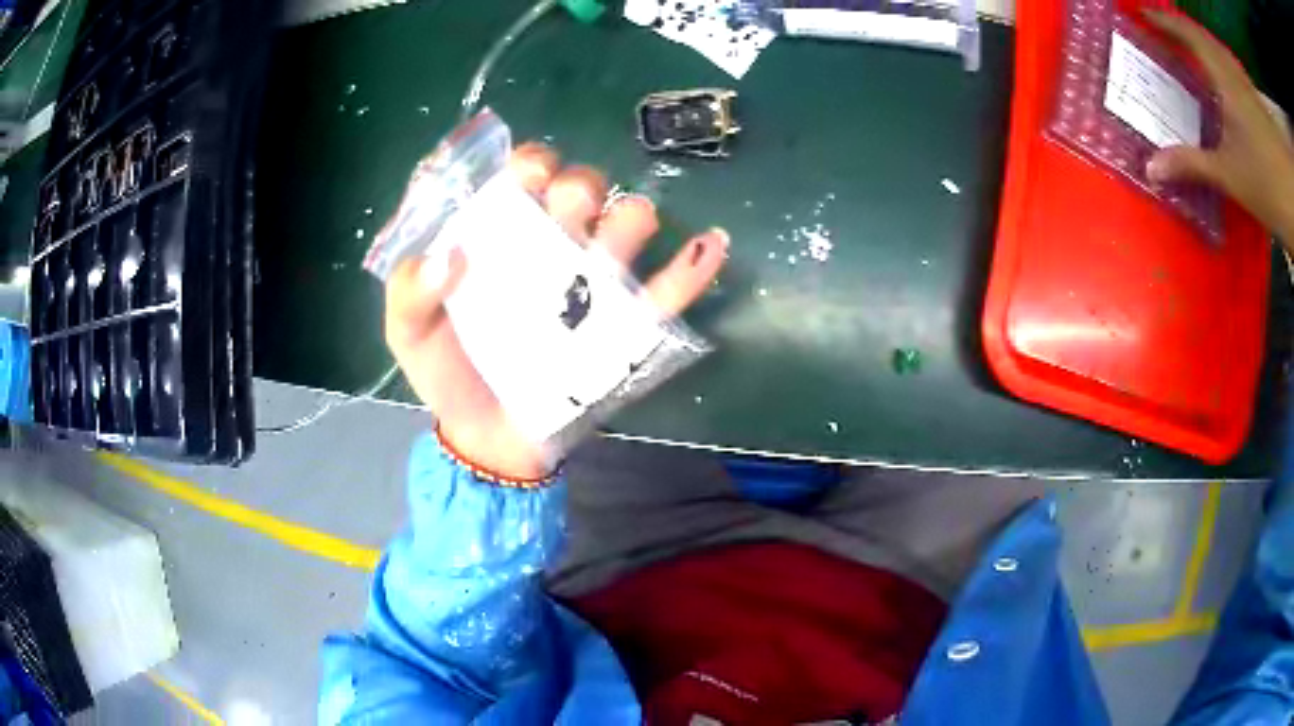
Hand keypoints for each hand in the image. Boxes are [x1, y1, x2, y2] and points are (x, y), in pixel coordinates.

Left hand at [383, 144, 729, 479]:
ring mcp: (594, 287)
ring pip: (629, 227)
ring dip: (631, 219)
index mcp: (503, 237)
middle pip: (585, 190)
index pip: (527, 176)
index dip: (533, 164)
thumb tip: (450, 255)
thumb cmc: (450, 375)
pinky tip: (712, 244)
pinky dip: (694, 268)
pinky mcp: (625, 329)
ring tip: (615, 243)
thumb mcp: (409, 333)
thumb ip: (412, 293)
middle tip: (565, 218)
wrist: (487, 441)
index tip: (528, 181)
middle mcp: (554, 248)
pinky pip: (668, 294)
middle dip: (581, 188)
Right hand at [1144, 10, 1293, 241]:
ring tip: (1205, 53)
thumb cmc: (1269, 189)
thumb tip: (1150, 168)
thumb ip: (1193, 164)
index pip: (1189, 33)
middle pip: (1207, 37)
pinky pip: (1241, 74)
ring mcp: (1250, 88)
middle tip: (1176, 33)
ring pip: (1225, 52)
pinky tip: (1236, 79)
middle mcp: (1236, 72)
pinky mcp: (1260, 108)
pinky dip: (1233, 69)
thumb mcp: (1232, 178)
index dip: (1166, 21)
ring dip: (1212, 47)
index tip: (1146, 14)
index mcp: (1225, 78)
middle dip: (1189, 30)